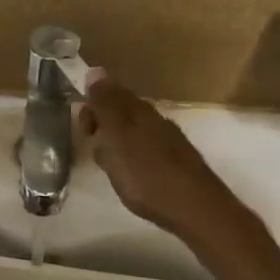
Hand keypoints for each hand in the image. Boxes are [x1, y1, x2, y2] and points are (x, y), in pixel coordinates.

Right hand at [82, 78, 231, 232]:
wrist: (195, 209)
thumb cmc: (147, 174)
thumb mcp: (117, 137)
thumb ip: (105, 105)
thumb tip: (95, 70)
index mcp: (138, 111)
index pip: (110, 93)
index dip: (92, 108)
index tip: (85, 132)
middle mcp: (155, 120)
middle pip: (122, 112)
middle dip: (103, 127)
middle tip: (96, 151)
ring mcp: (168, 142)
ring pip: (133, 132)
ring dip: (116, 144)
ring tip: (110, 166)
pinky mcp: (176, 164)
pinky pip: (144, 151)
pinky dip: (131, 159)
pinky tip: (131, 175)